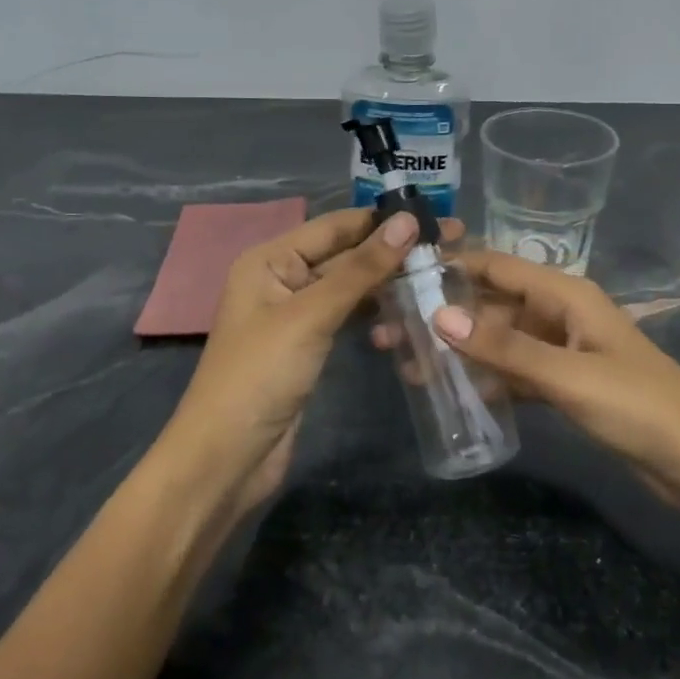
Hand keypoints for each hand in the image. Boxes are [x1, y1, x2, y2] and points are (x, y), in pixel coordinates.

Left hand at [155, 208, 420, 517]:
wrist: (227, 458)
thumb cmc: (261, 375)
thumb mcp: (311, 315)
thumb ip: (360, 269)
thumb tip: (407, 221)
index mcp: (270, 259)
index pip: (335, 226)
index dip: (383, 221)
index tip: (437, 219)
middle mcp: (281, 278)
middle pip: (344, 255)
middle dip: (391, 251)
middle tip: (452, 248)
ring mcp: (295, 314)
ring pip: (348, 287)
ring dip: (386, 283)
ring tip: (439, 276)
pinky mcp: (308, 345)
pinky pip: (346, 316)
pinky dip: (374, 313)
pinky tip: (408, 313)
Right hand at [424, 250, 679, 500]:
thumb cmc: (640, 407)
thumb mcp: (569, 375)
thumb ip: (505, 347)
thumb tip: (439, 316)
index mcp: (565, 294)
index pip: (497, 267)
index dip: (450, 266)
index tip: (399, 274)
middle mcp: (558, 313)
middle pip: (491, 306)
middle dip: (444, 318)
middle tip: (389, 334)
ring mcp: (561, 350)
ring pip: (499, 341)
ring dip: (459, 351)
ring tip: (408, 367)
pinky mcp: (564, 385)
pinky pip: (514, 372)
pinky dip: (485, 379)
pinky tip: (451, 393)